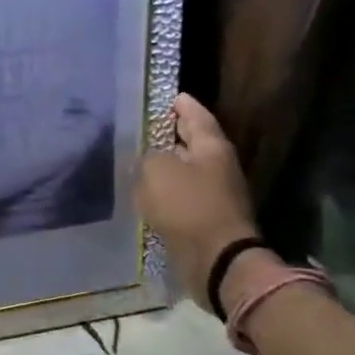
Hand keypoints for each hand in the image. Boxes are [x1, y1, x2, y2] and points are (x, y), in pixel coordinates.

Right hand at [135, 94, 262, 308]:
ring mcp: (214, 193)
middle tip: (143, 125)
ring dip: (165, 164)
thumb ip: (148, 156)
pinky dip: (165, 190)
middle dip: (170, 133)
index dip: (180, 103)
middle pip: (191, 141)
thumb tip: (149, 158)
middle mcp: (217, 165)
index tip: (166, 95)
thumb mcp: (157, 169)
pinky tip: (144, 191)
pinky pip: (181, 195)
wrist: (215, 259)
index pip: (195, 114)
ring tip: (137, 158)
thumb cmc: (187, 206)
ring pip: (184, 169)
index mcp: (211, 146)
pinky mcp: (204, 218)